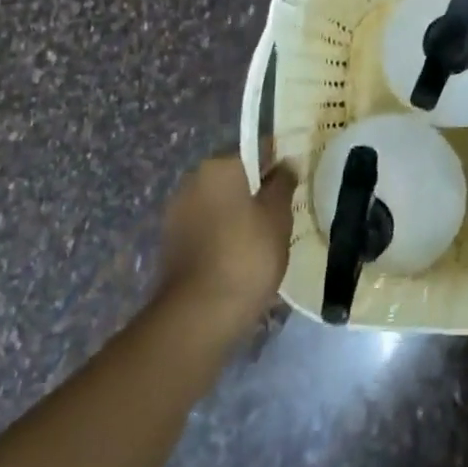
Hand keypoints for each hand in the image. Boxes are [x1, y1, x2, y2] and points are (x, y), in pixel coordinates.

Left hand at [156, 149, 297, 334]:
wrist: (198, 315)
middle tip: (283, 213)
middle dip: (257, 190)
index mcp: (219, 166)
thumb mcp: (277, 216)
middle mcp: (193, 180)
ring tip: (265, 239)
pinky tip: (242, 257)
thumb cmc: (246, 255)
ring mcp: (177, 213)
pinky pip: (207, 227)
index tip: (295, 182)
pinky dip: (224, 235)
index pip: (256, 151)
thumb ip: (283, 183)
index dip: (279, 163)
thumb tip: (285, 164)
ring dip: (239, 214)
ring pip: (220, 203)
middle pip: (235, 177)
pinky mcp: (172, 243)